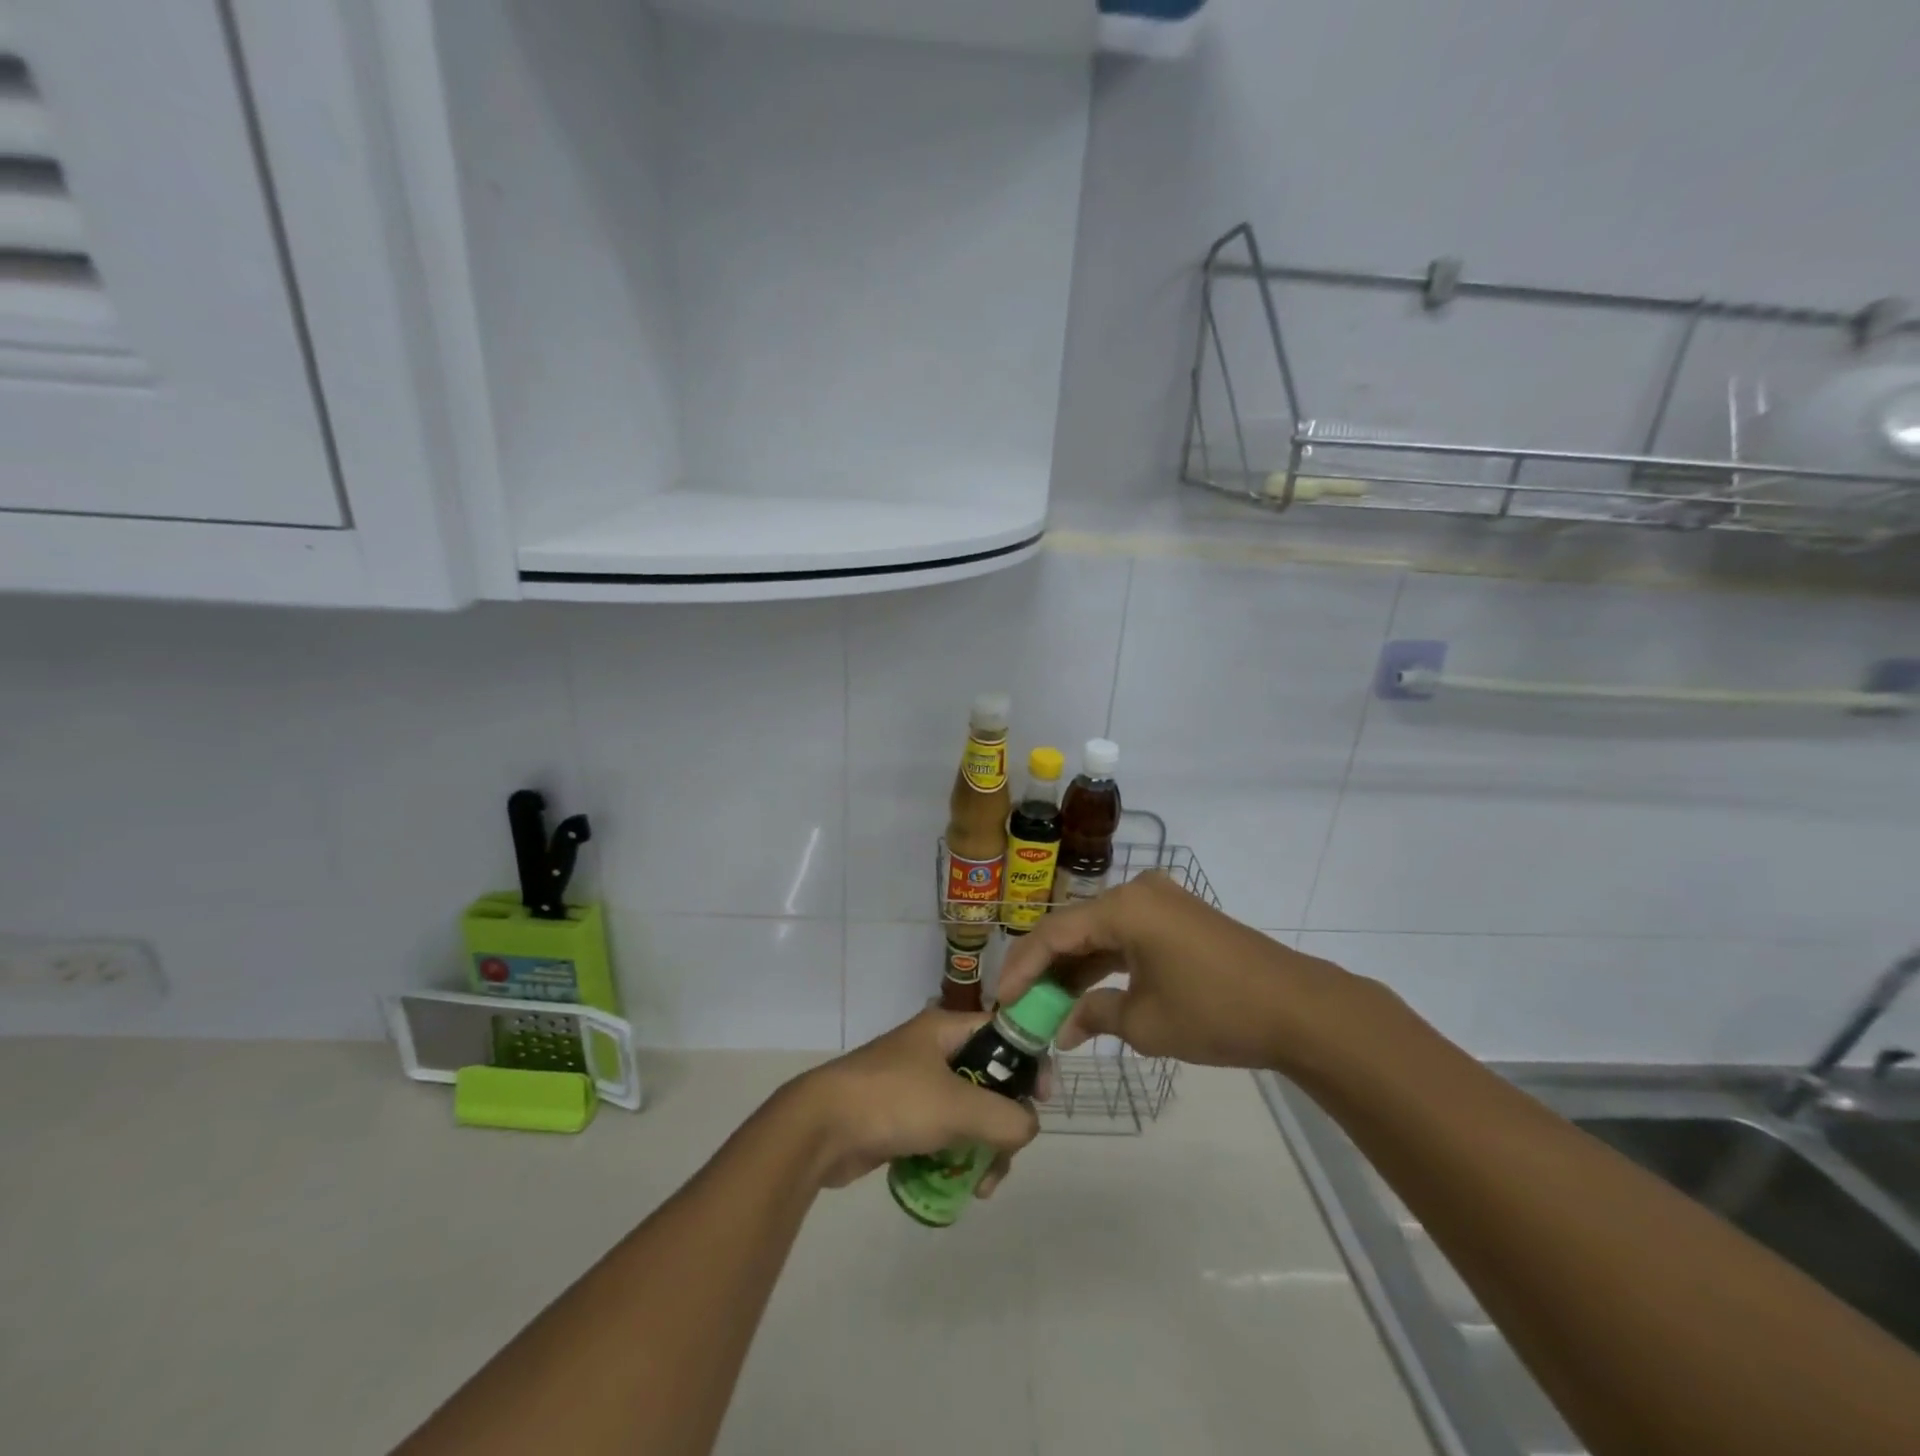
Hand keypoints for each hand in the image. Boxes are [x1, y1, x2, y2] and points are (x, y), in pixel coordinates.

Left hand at [785, 1010, 1042, 1195]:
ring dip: (984, 1148)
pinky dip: (957, 1157)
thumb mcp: (958, 1106)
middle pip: (990, 1079)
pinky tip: (961, 1186)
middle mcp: (933, 1050)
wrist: (820, 1129)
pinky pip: (945, 1134)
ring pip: (969, 1113)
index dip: (1029, 1060)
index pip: (1003, 1031)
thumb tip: (1028, 1128)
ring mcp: (916, 1085)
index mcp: (945, 1029)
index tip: (1042, 1099)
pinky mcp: (902, 1118)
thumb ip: (1006, 1118)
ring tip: (982, 1184)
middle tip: (1007, 1154)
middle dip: (1005, 1121)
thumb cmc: (892, 1101)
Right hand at [997, 872, 1364, 1072]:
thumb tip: (1064, 1027)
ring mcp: (1161, 902)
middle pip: (1075, 928)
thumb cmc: (1215, 1012)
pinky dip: (1106, 964)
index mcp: (1123, 906)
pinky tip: (1089, 995)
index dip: (1022, 967)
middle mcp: (1137, 892)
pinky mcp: (1178, 918)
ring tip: (1048, 1005)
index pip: (1054, 932)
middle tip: (1020, 1004)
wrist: (1298, 1009)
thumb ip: (1094, 1015)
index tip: (1000, 1001)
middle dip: (1046, 968)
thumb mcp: (1145, 1023)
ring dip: (1075, 968)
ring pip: (1100, 932)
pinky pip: (1127, 936)